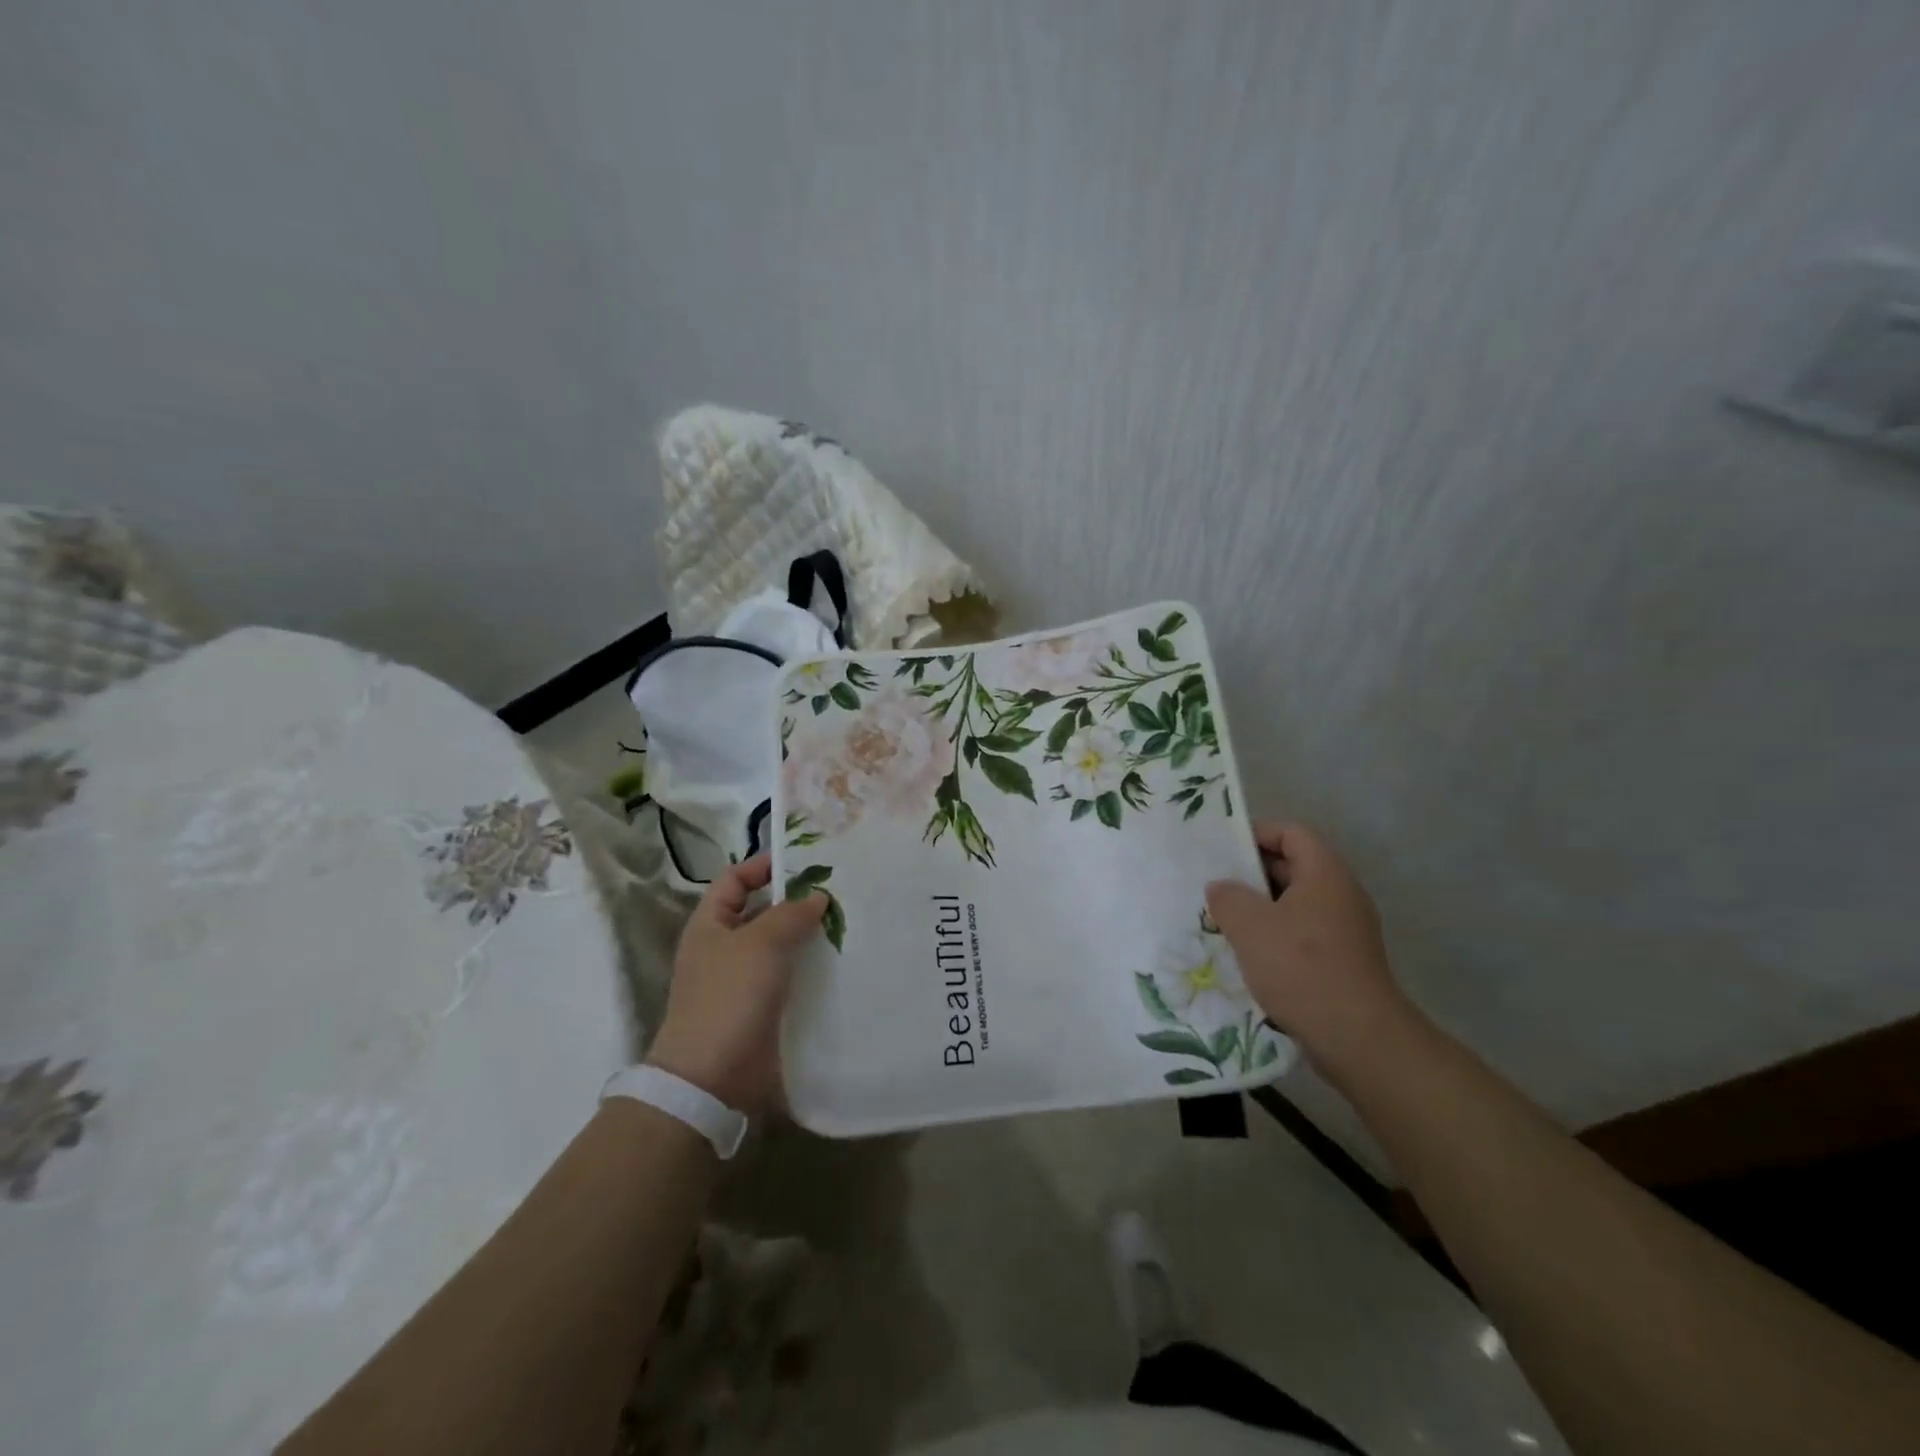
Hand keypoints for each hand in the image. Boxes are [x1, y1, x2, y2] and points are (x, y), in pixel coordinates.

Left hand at [646, 855, 826, 1111]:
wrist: (712, 1077)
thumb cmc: (729, 996)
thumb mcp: (761, 943)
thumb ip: (790, 913)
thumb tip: (816, 896)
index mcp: (710, 924)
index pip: (735, 879)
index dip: (763, 866)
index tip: (805, 862)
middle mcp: (724, 948)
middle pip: (761, 912)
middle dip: (796, 901)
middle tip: (839, 892)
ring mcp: (742, 981)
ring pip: (780, 947)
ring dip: (808, 937)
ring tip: (848, 923)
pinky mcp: (762, 1010)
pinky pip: (789, 978)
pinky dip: (811, 969)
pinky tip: (840, 964)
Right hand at [1206, 822, 1409, 1077]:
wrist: (1357, 1039)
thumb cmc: (1302, 968)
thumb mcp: (1250, 925)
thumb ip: (1227, 897)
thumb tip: (1221, 888)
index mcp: (1325, 874)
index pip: (1291, 833)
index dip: (1256, 833)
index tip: (1221, 849)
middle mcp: (1340, 895)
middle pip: (1292, 866)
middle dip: (1251, 874)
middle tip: (1213, 885)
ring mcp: (1345, 930)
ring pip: (1294, 903)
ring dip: (1259, 908)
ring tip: (1222, 920)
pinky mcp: (1341, 961)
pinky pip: (1301, 933)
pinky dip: (1274, 935)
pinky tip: (1247, 954)